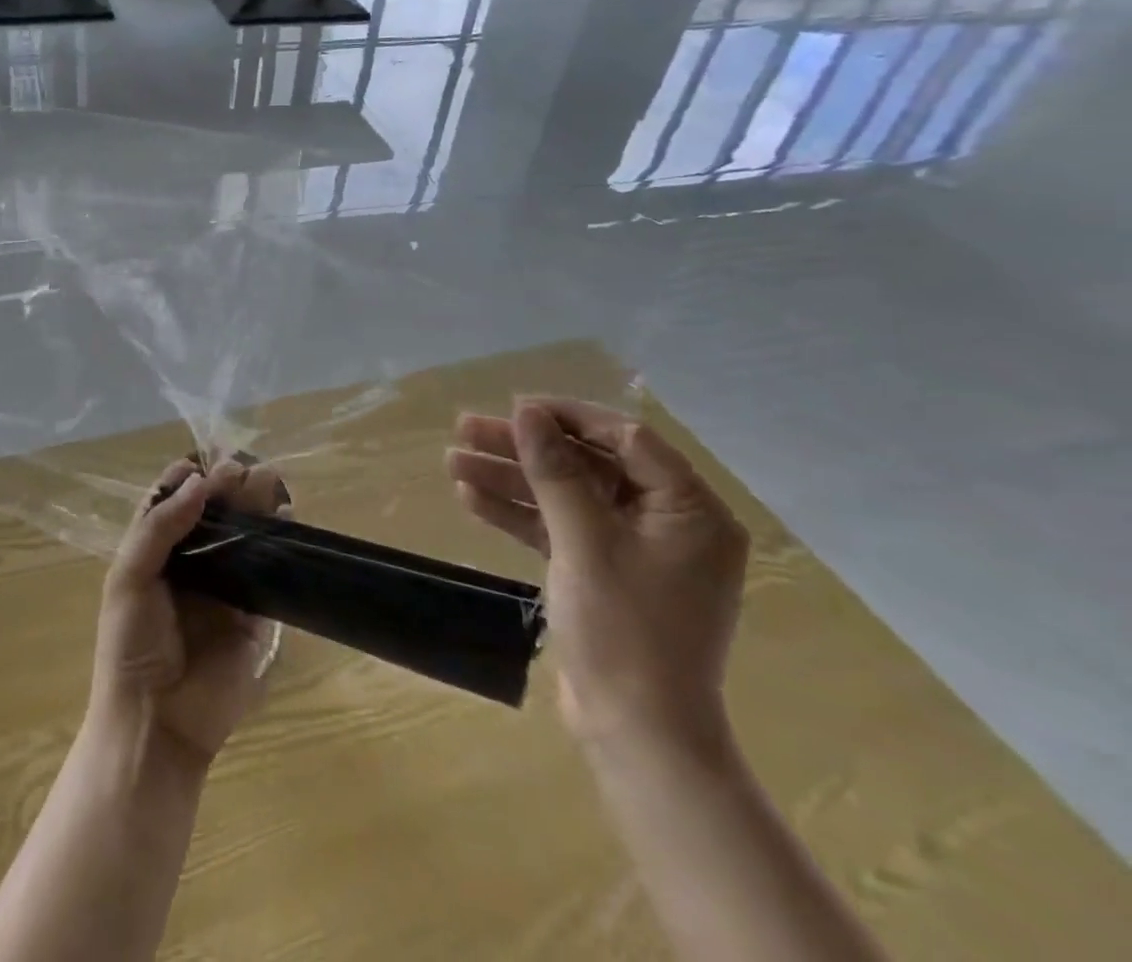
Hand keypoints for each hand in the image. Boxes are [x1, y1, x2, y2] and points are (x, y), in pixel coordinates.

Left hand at [88, 458, 287, 766]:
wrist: (156, 723)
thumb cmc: (131, 645)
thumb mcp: (129, 577)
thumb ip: (158, 526)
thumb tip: (197, 480)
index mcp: (157, 553)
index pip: (174, 504)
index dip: (189, 479)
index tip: (207, 461)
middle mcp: (192, 565)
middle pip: (214, 515)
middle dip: (229, 487)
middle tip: (245, 469)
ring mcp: (226, 590)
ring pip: (244, 537)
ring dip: (256, 507)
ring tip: (270, 480)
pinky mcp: (256, 616)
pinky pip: (270, 573)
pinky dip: (280, 544)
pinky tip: (286, 519)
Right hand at [447, 399, 748, 750]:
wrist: (635, 734)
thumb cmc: (624, 631)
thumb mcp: (584, 541)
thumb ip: (555, 471)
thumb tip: (526, 411)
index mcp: (689, 509)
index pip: (625, 438)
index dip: (566, 417)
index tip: (513, 408)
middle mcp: (666, 521)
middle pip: (586, 464)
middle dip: (524, 448)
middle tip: (466, 428)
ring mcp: (632, 548)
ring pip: (564, 495)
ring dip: (510, 478)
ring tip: (452, 461)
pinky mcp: (602, 571)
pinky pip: (558, 528)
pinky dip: (518, 514)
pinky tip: (471, 498)